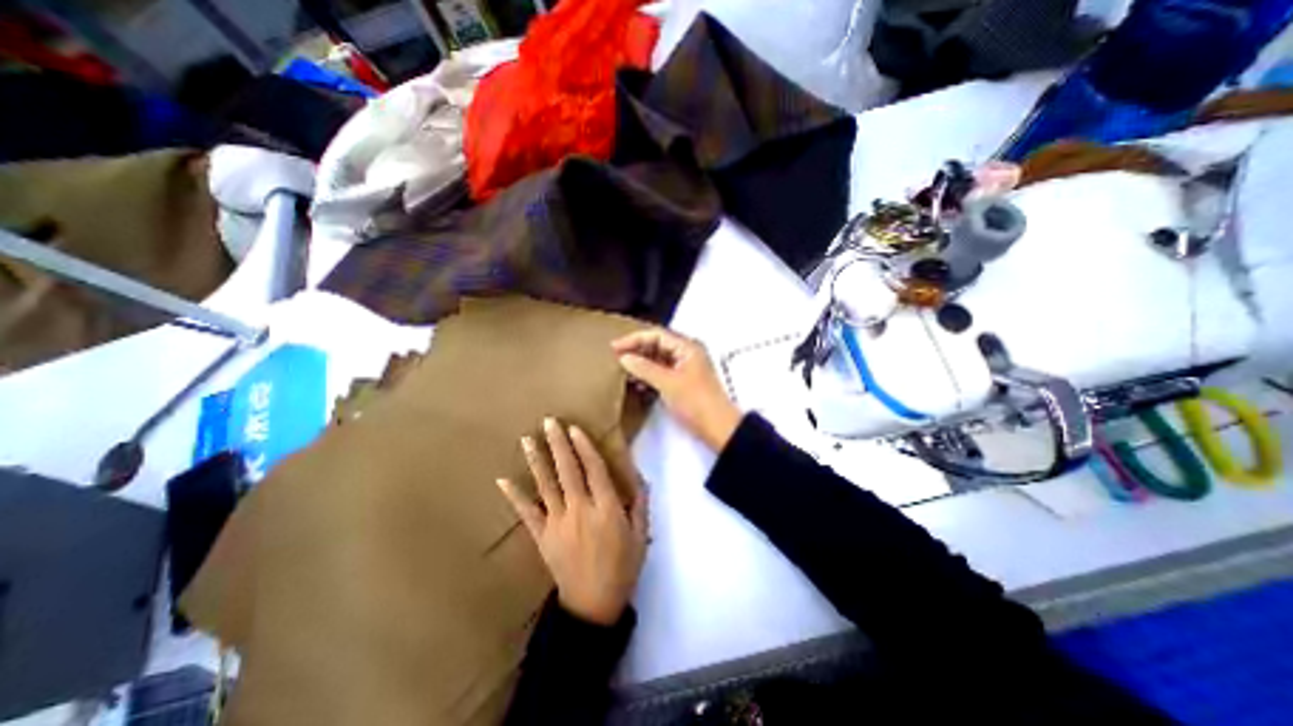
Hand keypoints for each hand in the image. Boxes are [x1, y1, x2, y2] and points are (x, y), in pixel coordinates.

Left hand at [498, 418, 650, 626]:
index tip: (574, 428)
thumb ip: (640, 502)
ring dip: (537, 460)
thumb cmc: (622, 566)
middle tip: (549, 422)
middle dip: (558, 444)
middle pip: (567, 470)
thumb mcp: (640, 534)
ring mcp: (557, 522)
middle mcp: (580, 509)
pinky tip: (503, 480)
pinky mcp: (542, 536)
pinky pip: (527, 513)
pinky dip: (515, 496)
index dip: (584, 446)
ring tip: (527, 439)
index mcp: (606, 508)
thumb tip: (637, 474)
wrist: (593, 605)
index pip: (594, 469)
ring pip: (546, 485)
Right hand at [613, 328, 742, 452]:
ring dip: (641, 363)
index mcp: (687, 347)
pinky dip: (648, 375)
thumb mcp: (668, 383)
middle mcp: (687, 353)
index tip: (614, 348)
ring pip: (658, 359)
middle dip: (637, 350)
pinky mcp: (683, 382)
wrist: (717, 428)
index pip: (656, 335)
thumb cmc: (695, 401)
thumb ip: (644, 368)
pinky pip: (662, 372)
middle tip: (615, 357)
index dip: (634, 339)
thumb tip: (624, 358)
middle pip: (657, 344)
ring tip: (622, 370)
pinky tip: (636, 382)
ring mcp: (685, 367)